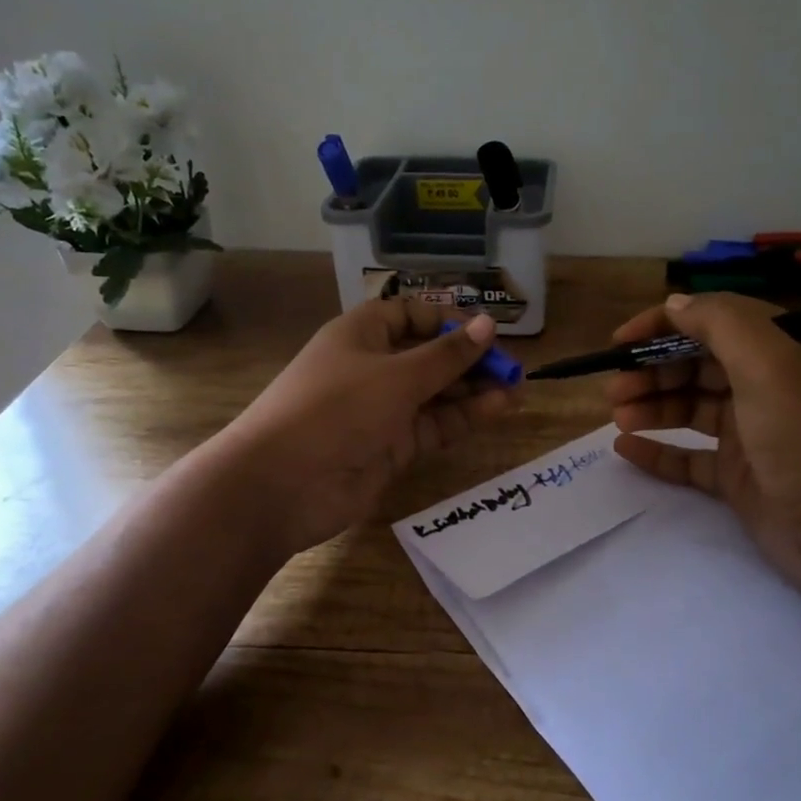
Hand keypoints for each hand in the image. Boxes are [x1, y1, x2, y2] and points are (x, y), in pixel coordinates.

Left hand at [213, 298, 520, 557]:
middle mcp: (372, 367)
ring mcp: (381, 409)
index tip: (486, 331)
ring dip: (473, 389)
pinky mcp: (391, 447)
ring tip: (517, 388)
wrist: (283, 485)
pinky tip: (499, 409)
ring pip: (435, 392)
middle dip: (468, 358)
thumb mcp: (397, 375)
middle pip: (427, 355)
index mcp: (361, 335)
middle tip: (512, 366)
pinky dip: (464, 417)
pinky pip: (433, 425)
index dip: (447, 319)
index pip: (409, 315)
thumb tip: (489, 323)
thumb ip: (447, 354)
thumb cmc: (336, 409)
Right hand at [607, 293, 800, 630]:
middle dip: (651, 370)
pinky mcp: (739, 479)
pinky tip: (624, 450)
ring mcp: (751, 435)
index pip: (713, 320)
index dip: (664, 324)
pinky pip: (689, 458)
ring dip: (650, 406)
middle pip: (696, 365)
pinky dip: (658, 451)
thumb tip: (676, 304)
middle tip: (613, 388)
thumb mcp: (771, 364)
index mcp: (780, 350)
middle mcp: (765, 386)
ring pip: (689, 408)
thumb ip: (720, 323)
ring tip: (617, 417)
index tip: (620, 342)